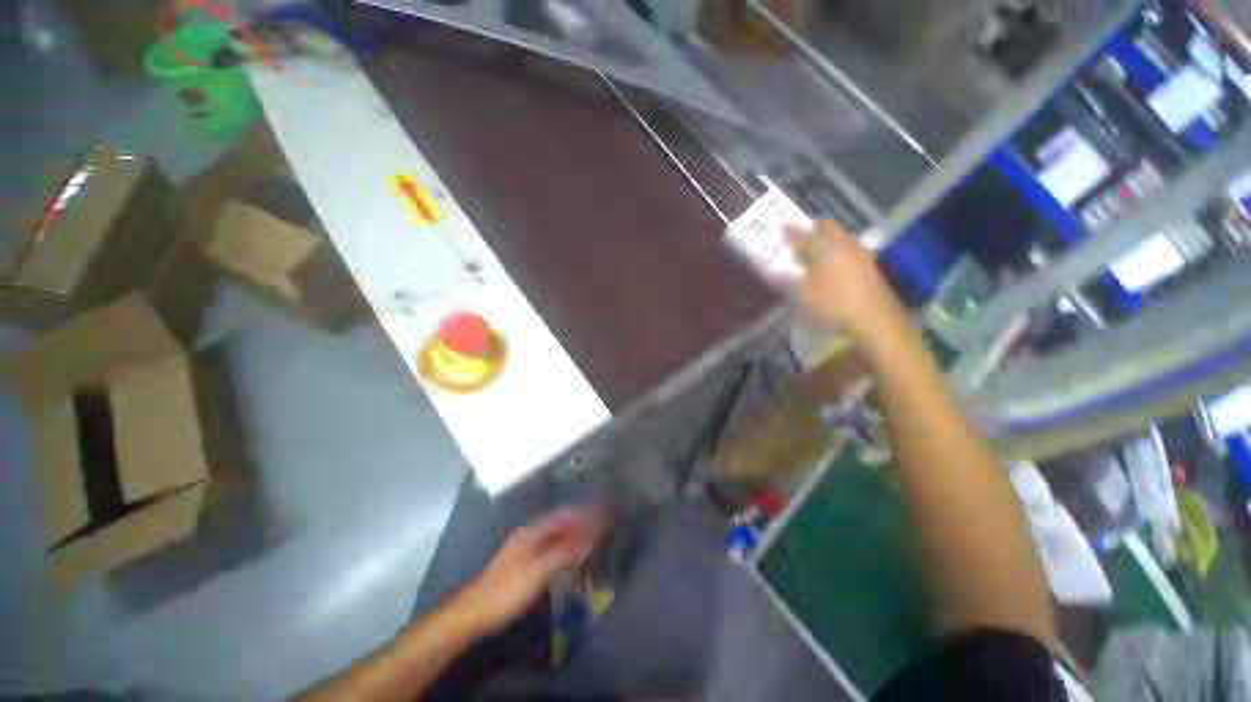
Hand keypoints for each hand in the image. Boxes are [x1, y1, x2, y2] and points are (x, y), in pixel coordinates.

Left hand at [462, 509, 602, 633]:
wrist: (473, 612)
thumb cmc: (507, 590)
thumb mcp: (538, 572)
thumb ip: (564, 553)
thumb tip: (589, 537)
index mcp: (532, 531)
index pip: (564, 516)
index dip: (583, 514)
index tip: (602, 515)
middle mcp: (528, 533)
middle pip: (559, 523)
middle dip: (580, 523)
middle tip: (600, 527)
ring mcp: (524, 547)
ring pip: (554, 534)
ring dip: (572, 535)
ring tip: (590, 539)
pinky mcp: (522, 561)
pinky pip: (549, 545)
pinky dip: (563, 546)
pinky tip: (570, 555)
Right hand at [785, 221, 905, 344]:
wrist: (874, 320)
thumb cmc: (834, 307)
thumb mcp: (805, 297)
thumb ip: (789, 282)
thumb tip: (775, 273)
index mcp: (826, 251)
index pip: (804, 236)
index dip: (790, 232)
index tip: (780, 228)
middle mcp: (844, 246)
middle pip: (828, 227)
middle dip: (812, 227)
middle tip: (799, 231)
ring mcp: (859, 254)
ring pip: (841, 235)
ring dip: (826, 235)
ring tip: (814, 244)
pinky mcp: (868, 264)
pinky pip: (849, 245)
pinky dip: (837, 245)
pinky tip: (832, 259)